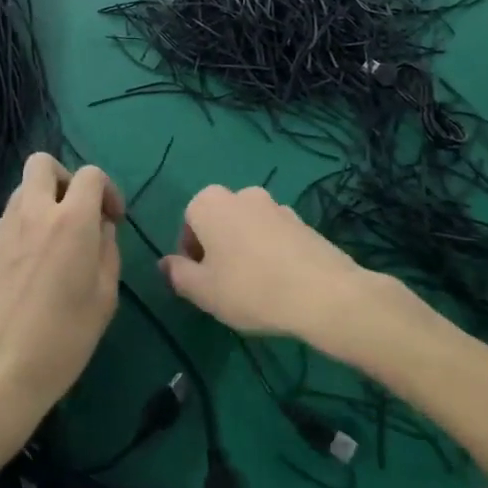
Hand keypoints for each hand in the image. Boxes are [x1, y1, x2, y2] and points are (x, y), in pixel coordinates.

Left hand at [0, 154, 123, 455]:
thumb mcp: (104, 298)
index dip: (107, 190)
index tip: (111, 220)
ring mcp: (1, 230)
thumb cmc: (61, 341)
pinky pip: (7, 222)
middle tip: (76, 214)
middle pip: (43, 163)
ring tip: (53, 244)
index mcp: (71, 222)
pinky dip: (23, 230)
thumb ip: (107, 251)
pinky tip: (28, 271)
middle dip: (65, 178)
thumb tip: (100, 229)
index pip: (90, 174)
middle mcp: (33, 214)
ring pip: (22, 191)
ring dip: (42, 203)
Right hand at [158, 185, 395, 358]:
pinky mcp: (303, 221)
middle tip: (225, 284)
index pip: (189, 221)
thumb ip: (178, 274)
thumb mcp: (203, 291)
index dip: (190, 251)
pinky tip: (280, 282)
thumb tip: (165, 263)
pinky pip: (275, 235)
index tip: (201, 280)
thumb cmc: (250, 288)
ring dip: (245, 248)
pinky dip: (271, 252)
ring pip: (248, 227)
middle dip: (218, 247)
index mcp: (210, 203)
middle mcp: (242, 194)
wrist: (322, 293)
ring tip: (255, 286)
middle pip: (219, 220)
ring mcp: (276, 205)